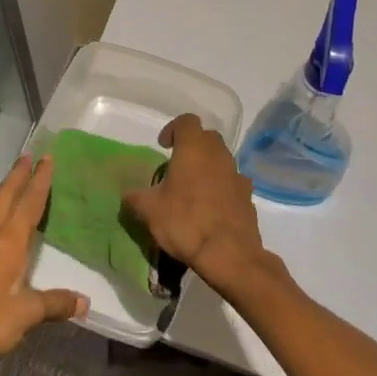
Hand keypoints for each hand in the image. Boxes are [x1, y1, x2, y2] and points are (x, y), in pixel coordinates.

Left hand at [0, 155, 86, 373]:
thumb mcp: (27, 314)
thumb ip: (55, 304)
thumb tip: (84, 302)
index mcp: (8, 241)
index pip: (28, 203)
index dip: (39, 181)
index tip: (46, 159)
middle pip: (4, 197)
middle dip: (17, 176)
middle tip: (26, 156)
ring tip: (7, 187)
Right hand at [123, 114, 269, 294]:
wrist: (229, 254)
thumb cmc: (185, 222)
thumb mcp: (149, 211)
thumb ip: (135, 197)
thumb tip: (127, 195)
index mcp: (193, 148)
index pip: (186, 121)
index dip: (173, 129)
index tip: (163, 146)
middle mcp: (218, 155)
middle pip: (207, 137)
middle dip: (192, 146)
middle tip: (177, 165)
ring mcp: (237, 175)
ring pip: (222, 159)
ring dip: (208, 167)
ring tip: (193, 189)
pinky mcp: (249, 197)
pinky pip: (233, 182)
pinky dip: (222, 187)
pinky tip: (211, 208)